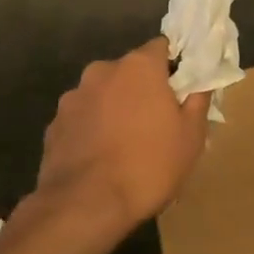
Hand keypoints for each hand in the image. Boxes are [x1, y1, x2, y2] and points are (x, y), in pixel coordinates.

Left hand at [34, 38, 210, 237]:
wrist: (85, 206)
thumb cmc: (148, 165)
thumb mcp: (191, 136)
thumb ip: (198, 100)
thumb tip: (200, 82)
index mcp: (139, 66)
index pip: (161, 47)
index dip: (173, 67)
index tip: (181, 90)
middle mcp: (102, 70)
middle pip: (130, 71)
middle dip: (142, 90)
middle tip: (156, 123)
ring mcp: (74, 97)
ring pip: (104, 95)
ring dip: (115, 109)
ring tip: (125, 146)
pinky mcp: (54, 124)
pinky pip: (82, 119)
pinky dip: (92, 130)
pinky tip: (100, 159)